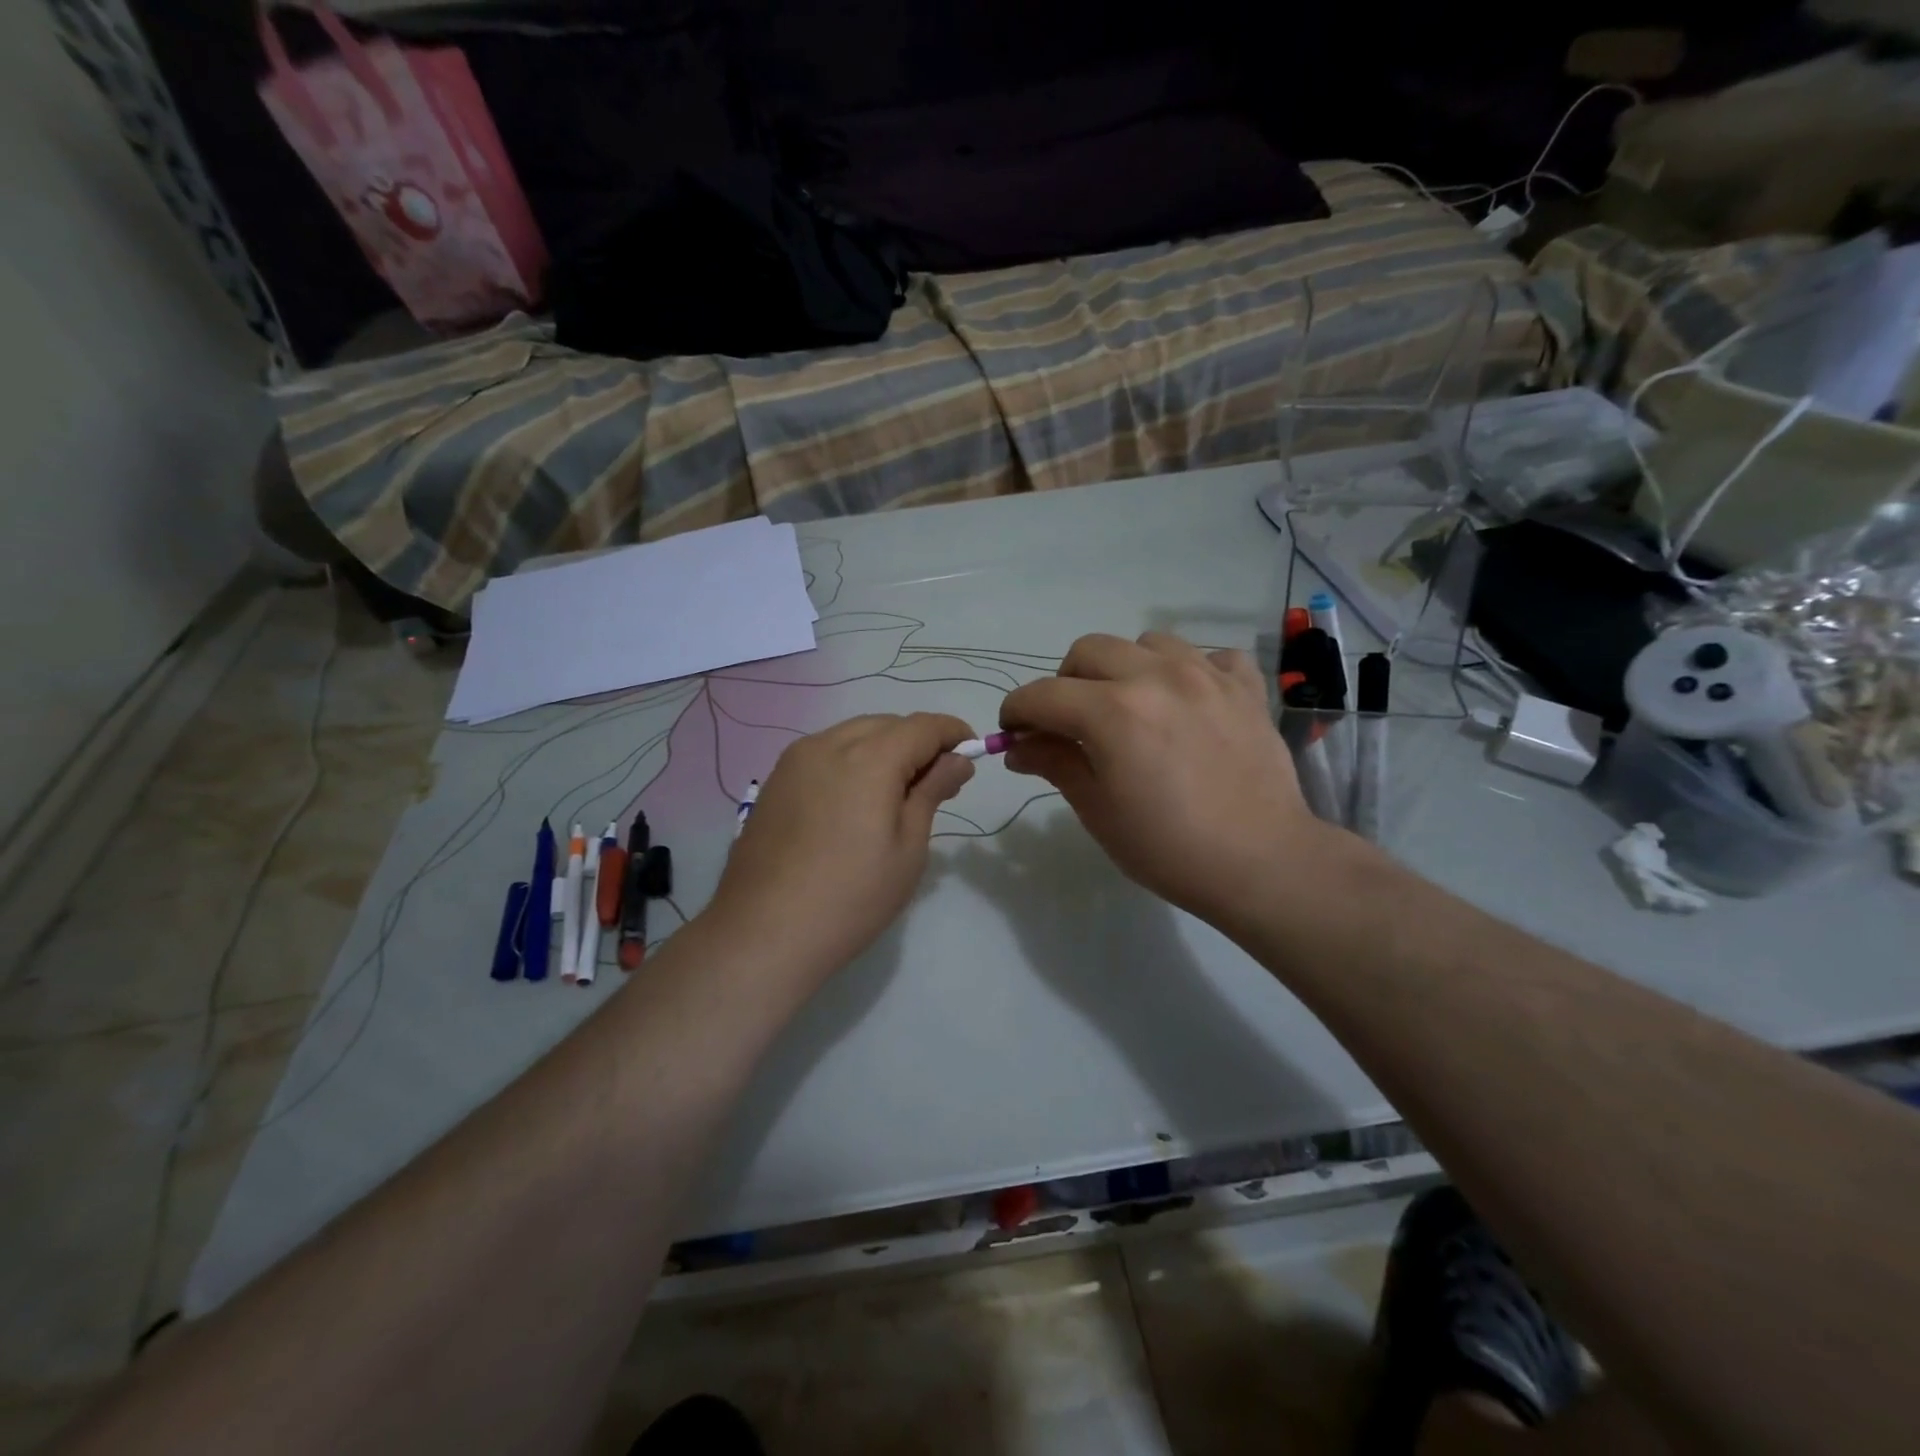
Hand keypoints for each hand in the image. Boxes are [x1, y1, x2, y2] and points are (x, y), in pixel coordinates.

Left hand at [706, 713, 974, 985]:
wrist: (764, 932)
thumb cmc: (852, 896)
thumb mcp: (908, 848)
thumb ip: (932, 791)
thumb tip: (957, 760)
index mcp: (869, 758)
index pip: (922, 726)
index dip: (953, 732)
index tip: (971, 753)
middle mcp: (828, 744)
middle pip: (886, 725)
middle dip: (918, 742)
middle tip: (938, 783)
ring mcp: (795, 760)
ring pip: (853, 735)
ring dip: (884, 749)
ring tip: (897, 793)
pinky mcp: (775, 781)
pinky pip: (825, 753)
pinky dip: (851, 761)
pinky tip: (855, 801)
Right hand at [1000, 632, 1340, 930]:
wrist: (1263, 864)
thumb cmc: (1169, 848)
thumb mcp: (1098, 811)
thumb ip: (1055, 764)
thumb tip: (1018, 747)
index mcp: (1113, 711)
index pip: (1042, 694)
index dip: (1017, 712)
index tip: (1015, 735)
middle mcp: (1156, 677)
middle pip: (1089, 650)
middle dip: (1066, 683)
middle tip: (1072, 724)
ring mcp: (1206, 675)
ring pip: (1147, 643)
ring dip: (1125, 668)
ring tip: (1133, 707)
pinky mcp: (1245, 686)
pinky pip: (1209, 655)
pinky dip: (1190, 671)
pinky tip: (1189, 703)